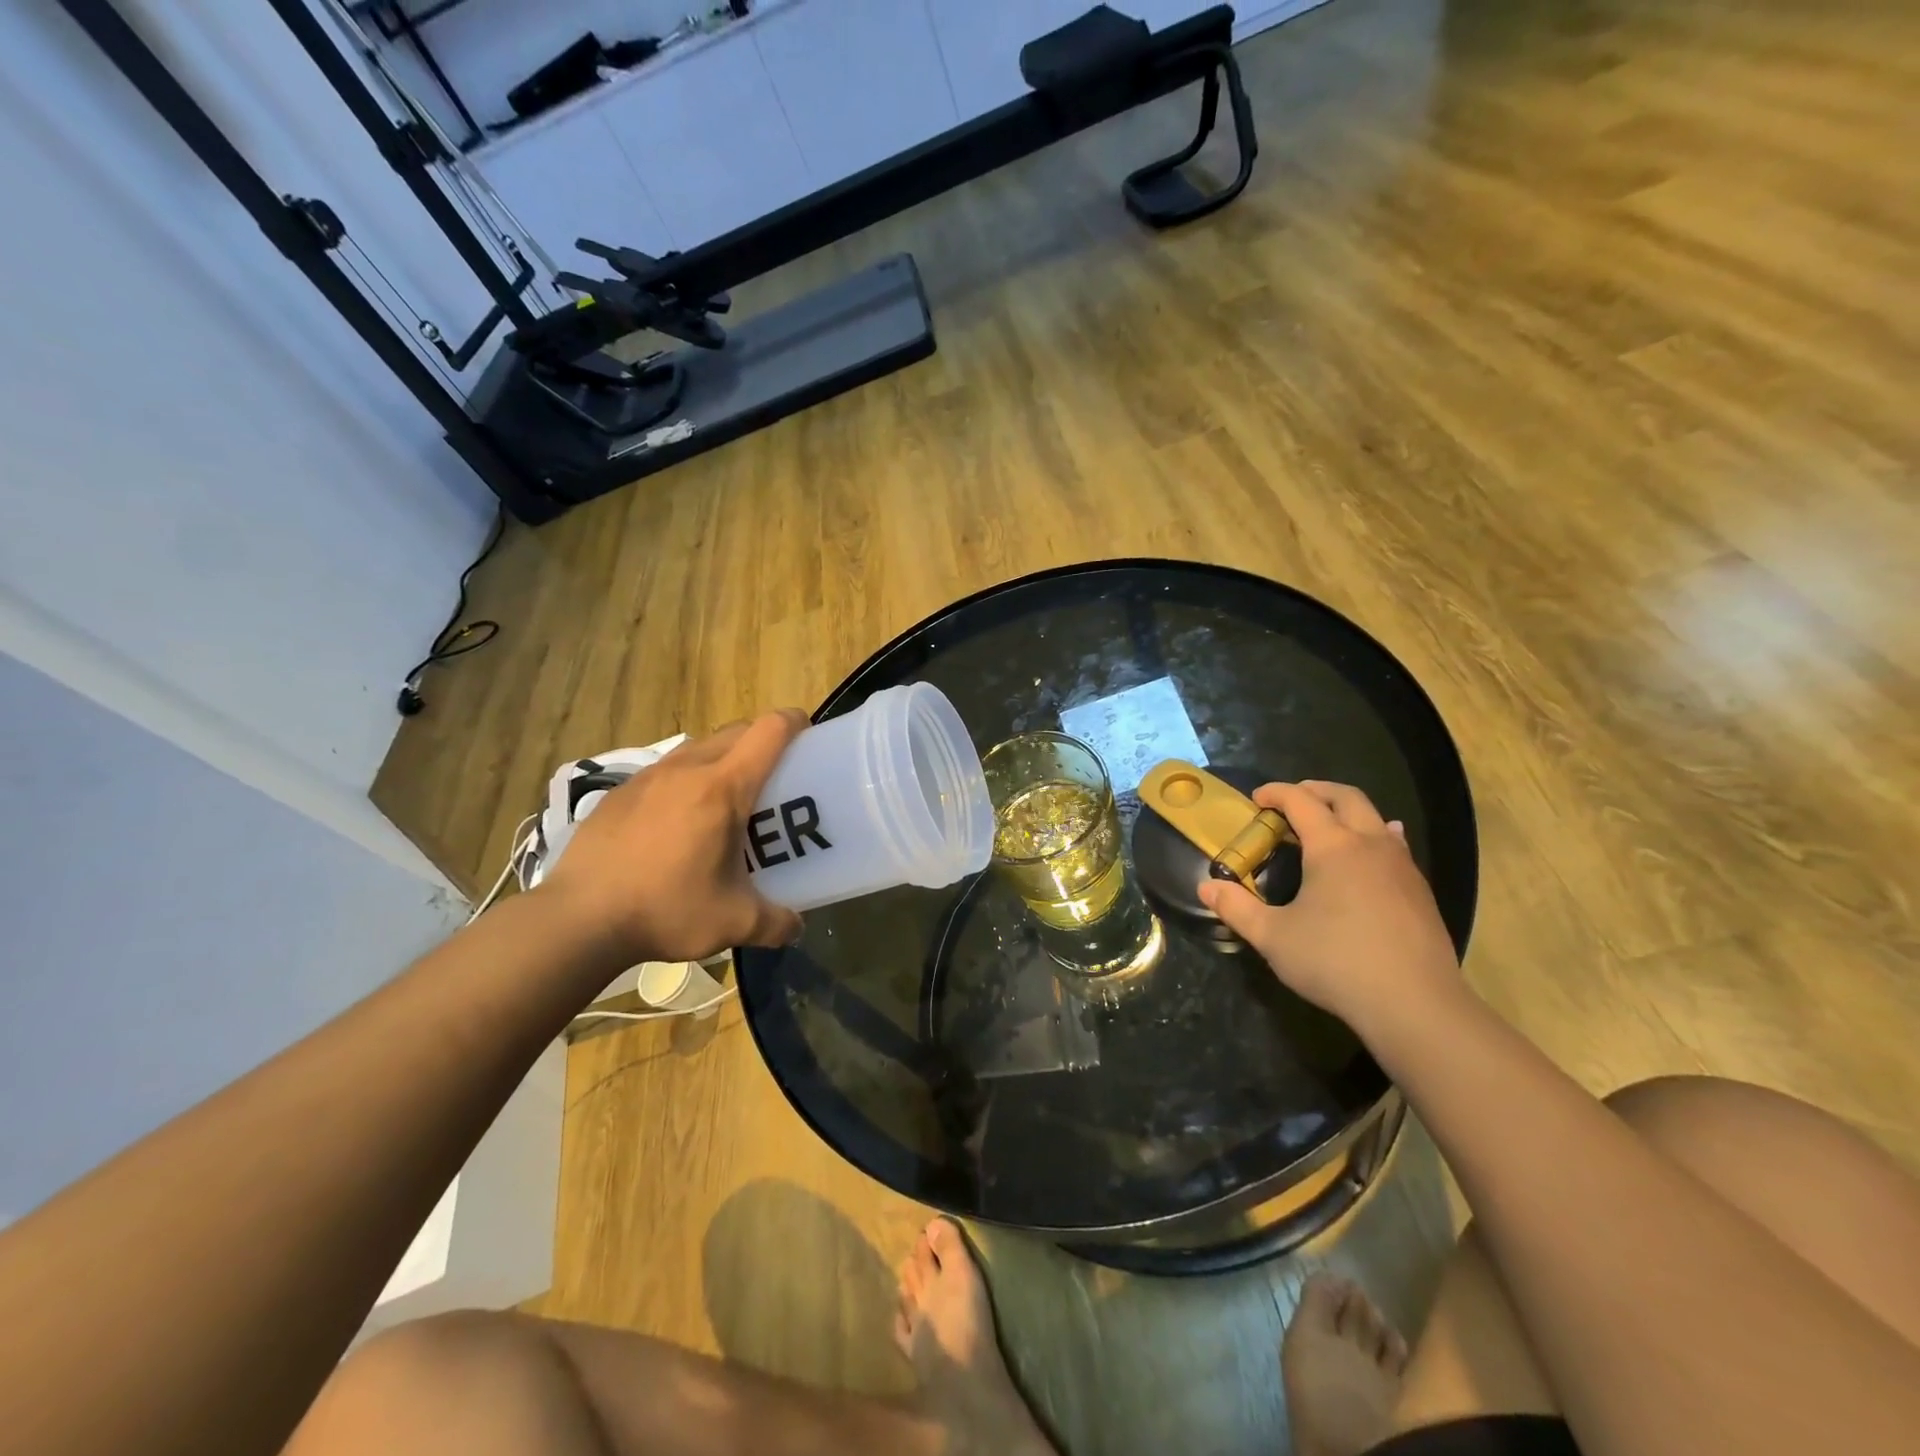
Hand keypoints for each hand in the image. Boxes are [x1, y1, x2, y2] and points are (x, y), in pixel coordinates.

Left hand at [534, 711, 807, 964]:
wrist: (577, 919)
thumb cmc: (665, 910)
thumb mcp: (733, 923)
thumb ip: (775, 923)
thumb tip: (796, 927)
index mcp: (723, 788)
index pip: (768, 731)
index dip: (794, 724)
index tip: (809, 735)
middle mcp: (687, 769)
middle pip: (736, 731)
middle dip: (762, 742)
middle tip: (774, 778)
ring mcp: (648, 777)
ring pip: (699, 746)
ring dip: (722, 758)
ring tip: (726, 799)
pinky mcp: (620, 792)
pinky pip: (666, 769)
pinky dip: (686, 780)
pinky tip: (679, 822)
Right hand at [1198, 780, 1460, 1034]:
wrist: (1415, 1004)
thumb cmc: (1336, 962)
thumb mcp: (1273, 937)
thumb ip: (1236, 908)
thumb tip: (1206, 886)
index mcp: (1332, 847)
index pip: (1301, 801)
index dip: (1276, 793)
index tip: (1257, 798)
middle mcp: (1370, 844)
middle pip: (1346, 797)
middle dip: (1316, 790)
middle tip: (1292, 800)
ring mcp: (1401, 866)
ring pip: (1376, 818)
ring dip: (1347, 812)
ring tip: (1329, 825)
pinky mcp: (1420, 891)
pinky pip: (1395, 846)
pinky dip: (1375, 836)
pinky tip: (1373, 854)